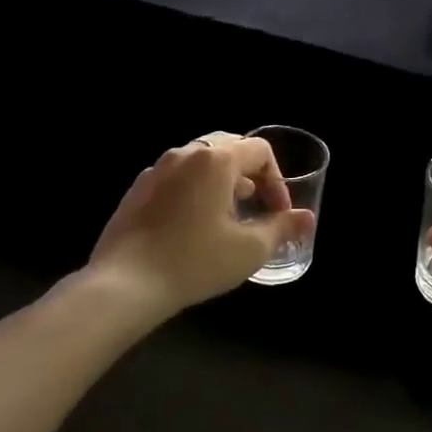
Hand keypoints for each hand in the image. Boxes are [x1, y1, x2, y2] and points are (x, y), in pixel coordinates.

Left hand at [89, 133, 315, 318]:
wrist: (125, 284)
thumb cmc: (196, 261)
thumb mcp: (249, 249)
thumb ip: (282, 227)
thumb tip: (306, 217)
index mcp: (216, 160)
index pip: (260, 150)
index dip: (277, 180)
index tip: (278, 212)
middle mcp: (185, 154)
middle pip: (229, 148)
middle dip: (250, 174)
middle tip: (257, 206)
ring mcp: (157, 170)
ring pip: (200, 162)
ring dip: (222, 181)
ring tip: (227, 216)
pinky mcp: (137, 190)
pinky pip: (176, 178)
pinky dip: (194, 190)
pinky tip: (192, 226)